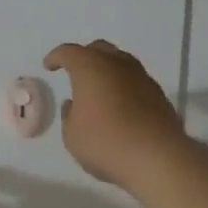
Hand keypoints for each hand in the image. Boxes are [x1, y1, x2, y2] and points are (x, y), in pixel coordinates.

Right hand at [43, 40, 193, 193]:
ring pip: (120, 62)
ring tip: (99, 87)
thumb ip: (70, 116)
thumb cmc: (106, 143)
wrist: (158, 158)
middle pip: (98, 49)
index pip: (68, 52)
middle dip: (84, 56)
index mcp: (89, 67)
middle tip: (75, 72)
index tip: (49, 66)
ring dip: (107, 70)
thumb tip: (75, 104)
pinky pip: (135, 80)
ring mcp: (141, 77)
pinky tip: (120, 104)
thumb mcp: (72, 136)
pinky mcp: (158, 94)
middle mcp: (116, 64)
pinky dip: (124, 86)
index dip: (56, 57)